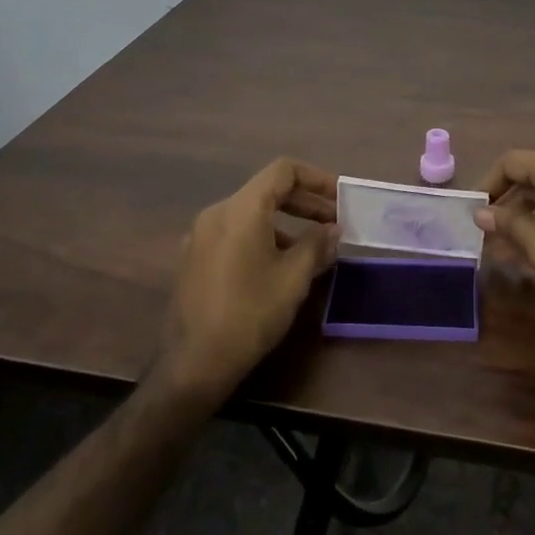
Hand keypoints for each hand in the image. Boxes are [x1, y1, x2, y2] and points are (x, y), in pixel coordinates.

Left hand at [156, 159, 338, 402]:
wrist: (195, 362)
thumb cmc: (251, 313)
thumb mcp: (294, 277)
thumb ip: (317, 244)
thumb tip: (333, 229)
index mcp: (241, 209)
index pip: (283, 171)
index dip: (316, 179)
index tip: (340, 199)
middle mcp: (217, 213)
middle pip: (266, 191)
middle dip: (305, 203)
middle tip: (333, 223)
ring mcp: (201, 236)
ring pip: (251, 214)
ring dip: (285, 223)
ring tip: (312, 249)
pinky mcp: (194, 258)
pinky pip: (235, 233)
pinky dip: (263, 237)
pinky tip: (279, 266)